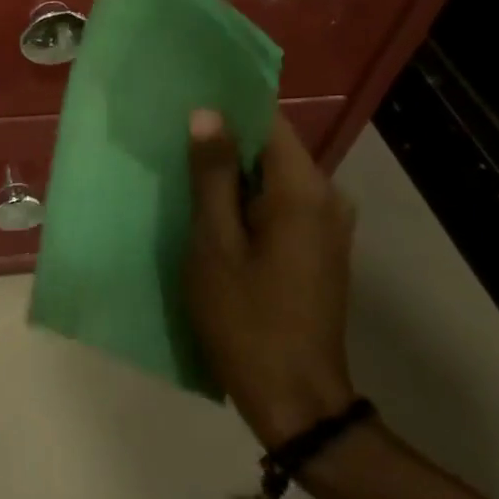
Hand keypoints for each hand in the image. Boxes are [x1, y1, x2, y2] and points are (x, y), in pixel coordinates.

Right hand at [184, 110, 357, 447]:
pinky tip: (212, 210)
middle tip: (171, 137)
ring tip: (183, 170)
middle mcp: (327, 198)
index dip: (227, 106)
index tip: (185, 99)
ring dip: (233, 172)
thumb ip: (212, 175)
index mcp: (303, 190)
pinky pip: (281, 203)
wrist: (296, 400)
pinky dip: (248, 198)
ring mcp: (328, 225)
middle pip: (272, 147)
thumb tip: (206, 113)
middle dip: (224, 140)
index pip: (268, 121)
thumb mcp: (214, 243)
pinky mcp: (319, 248)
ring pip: (274, 176)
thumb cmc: (246, 317)